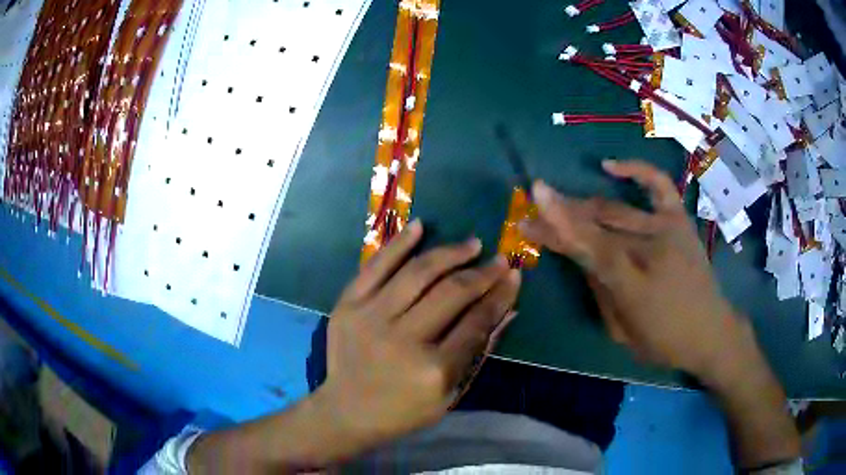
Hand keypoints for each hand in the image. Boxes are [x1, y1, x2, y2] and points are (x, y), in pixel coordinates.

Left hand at [318, 220, 520, 443]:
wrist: (347, 411)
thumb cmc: (403, 410)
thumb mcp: (450, 395)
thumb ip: (478, 351)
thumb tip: (508, 310)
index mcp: (433, 370)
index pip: (477, 322)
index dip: (500, 295)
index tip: (514, 275)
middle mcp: (403, 340)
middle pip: (451, 293)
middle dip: (482, 273)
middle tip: (499, 259)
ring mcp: (370, 318)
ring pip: (418, 273)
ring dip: (450, 253)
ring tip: (471, 244)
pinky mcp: (348, 306)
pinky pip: (375, 267)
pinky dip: (398, 244)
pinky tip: (420, 226)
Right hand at [521, 159, 750, 382]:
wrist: (711, 331)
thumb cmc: (664, 341)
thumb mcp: (622, 333)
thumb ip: (600, 292)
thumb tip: (582, 259)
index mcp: (636, 284)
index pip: (592, 248)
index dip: (561, 225)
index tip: (531, 207)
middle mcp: (653, 248)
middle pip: (599, 224)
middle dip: (562, 216)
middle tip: (534, 214)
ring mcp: (668, 229)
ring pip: (617, 208)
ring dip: (584, 205)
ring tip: (562, 204)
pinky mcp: (680, 220)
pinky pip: (658, 184)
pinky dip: (635, 170)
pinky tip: (610, 166)